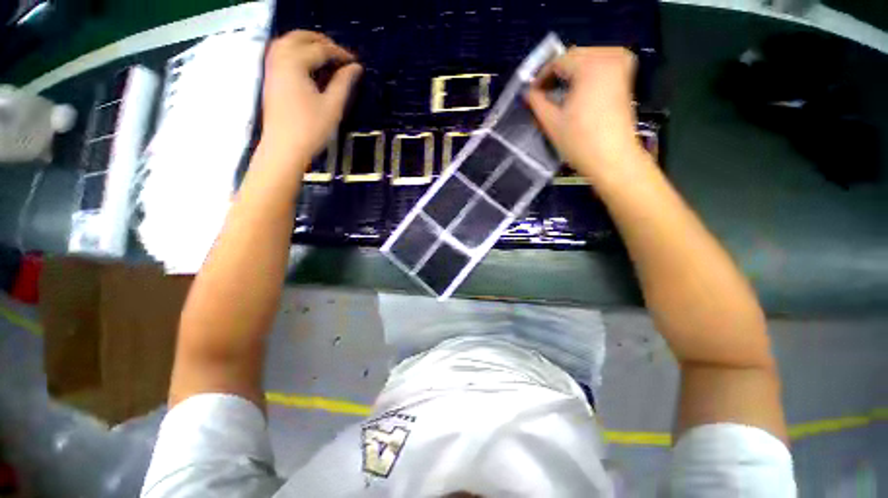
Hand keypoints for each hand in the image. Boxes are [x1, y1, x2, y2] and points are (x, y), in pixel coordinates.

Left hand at [259, 31, 361, 171]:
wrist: (284, 148)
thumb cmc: (310, 129)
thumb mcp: (332, 106)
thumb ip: (344, 83)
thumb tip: (356, 68)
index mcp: (295, 64)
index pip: (320, 49)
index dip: (340, 53)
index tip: (355, 62)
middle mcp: (279, 59)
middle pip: (299, 37)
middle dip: (321, 40)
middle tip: (340, 53)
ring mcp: (271, 68)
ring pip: (286, 42)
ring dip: (306, 42)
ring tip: (324, 53)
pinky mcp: (270, 79)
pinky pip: (280, 53)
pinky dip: (294, 50)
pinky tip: (306, 63)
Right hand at [526, 47, 641, 182]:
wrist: (612, 158)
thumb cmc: (579, 141)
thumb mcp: (551, 122)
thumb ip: (536, 102)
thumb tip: (528, 93)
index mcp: (590, 65)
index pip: (558, 61)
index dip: (541, 76)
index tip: (532, 93)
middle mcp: (609, 56)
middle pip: (574, 56)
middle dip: (557, 74)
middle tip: (543, 94)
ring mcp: (621, 66)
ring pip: (588, 59)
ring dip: (571, 73)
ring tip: (559, 94)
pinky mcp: (626, 78)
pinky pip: (601, 66)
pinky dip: (587, 75)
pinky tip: (577, 92)